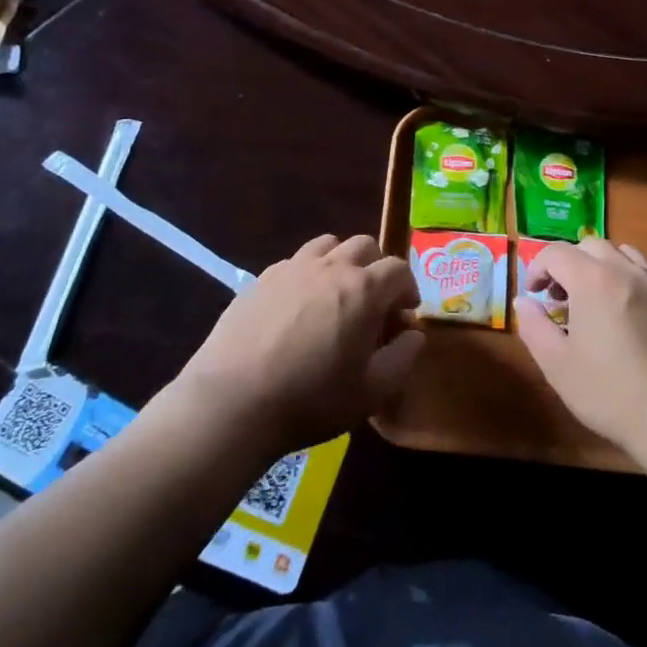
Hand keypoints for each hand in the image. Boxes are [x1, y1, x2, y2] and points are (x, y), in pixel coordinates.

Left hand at [171, 234, 423, 456]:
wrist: (233, 402)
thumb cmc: (311, 400)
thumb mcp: (371, 392)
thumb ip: (402, 358)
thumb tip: (413, 333)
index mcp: (363, 289)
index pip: (398, 268)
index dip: (407, 288)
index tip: (403, 315)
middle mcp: (330, 267)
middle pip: (364, 245)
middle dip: (377, 268)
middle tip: (374, 302)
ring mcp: (292, 268)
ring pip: (327, 245)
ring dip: (341, 262)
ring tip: (336, 295)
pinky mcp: (261, 278)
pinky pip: (295, 262)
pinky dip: (308, 274)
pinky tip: (298, 307)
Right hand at [516, 237, 646, 456]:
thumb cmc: (613, 394)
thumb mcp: (559, 366)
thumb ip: (535, 327)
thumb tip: (525, 301)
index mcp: (593, 281)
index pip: (556, 252)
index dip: (538, 267)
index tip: (534, 293)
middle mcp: (627, 271)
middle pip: (591, 246)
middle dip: (569, 264)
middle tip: (561, 298)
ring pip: (625, 255)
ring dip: (602, 267)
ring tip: (596, 301)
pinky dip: (629, 284)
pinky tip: (629, 321)